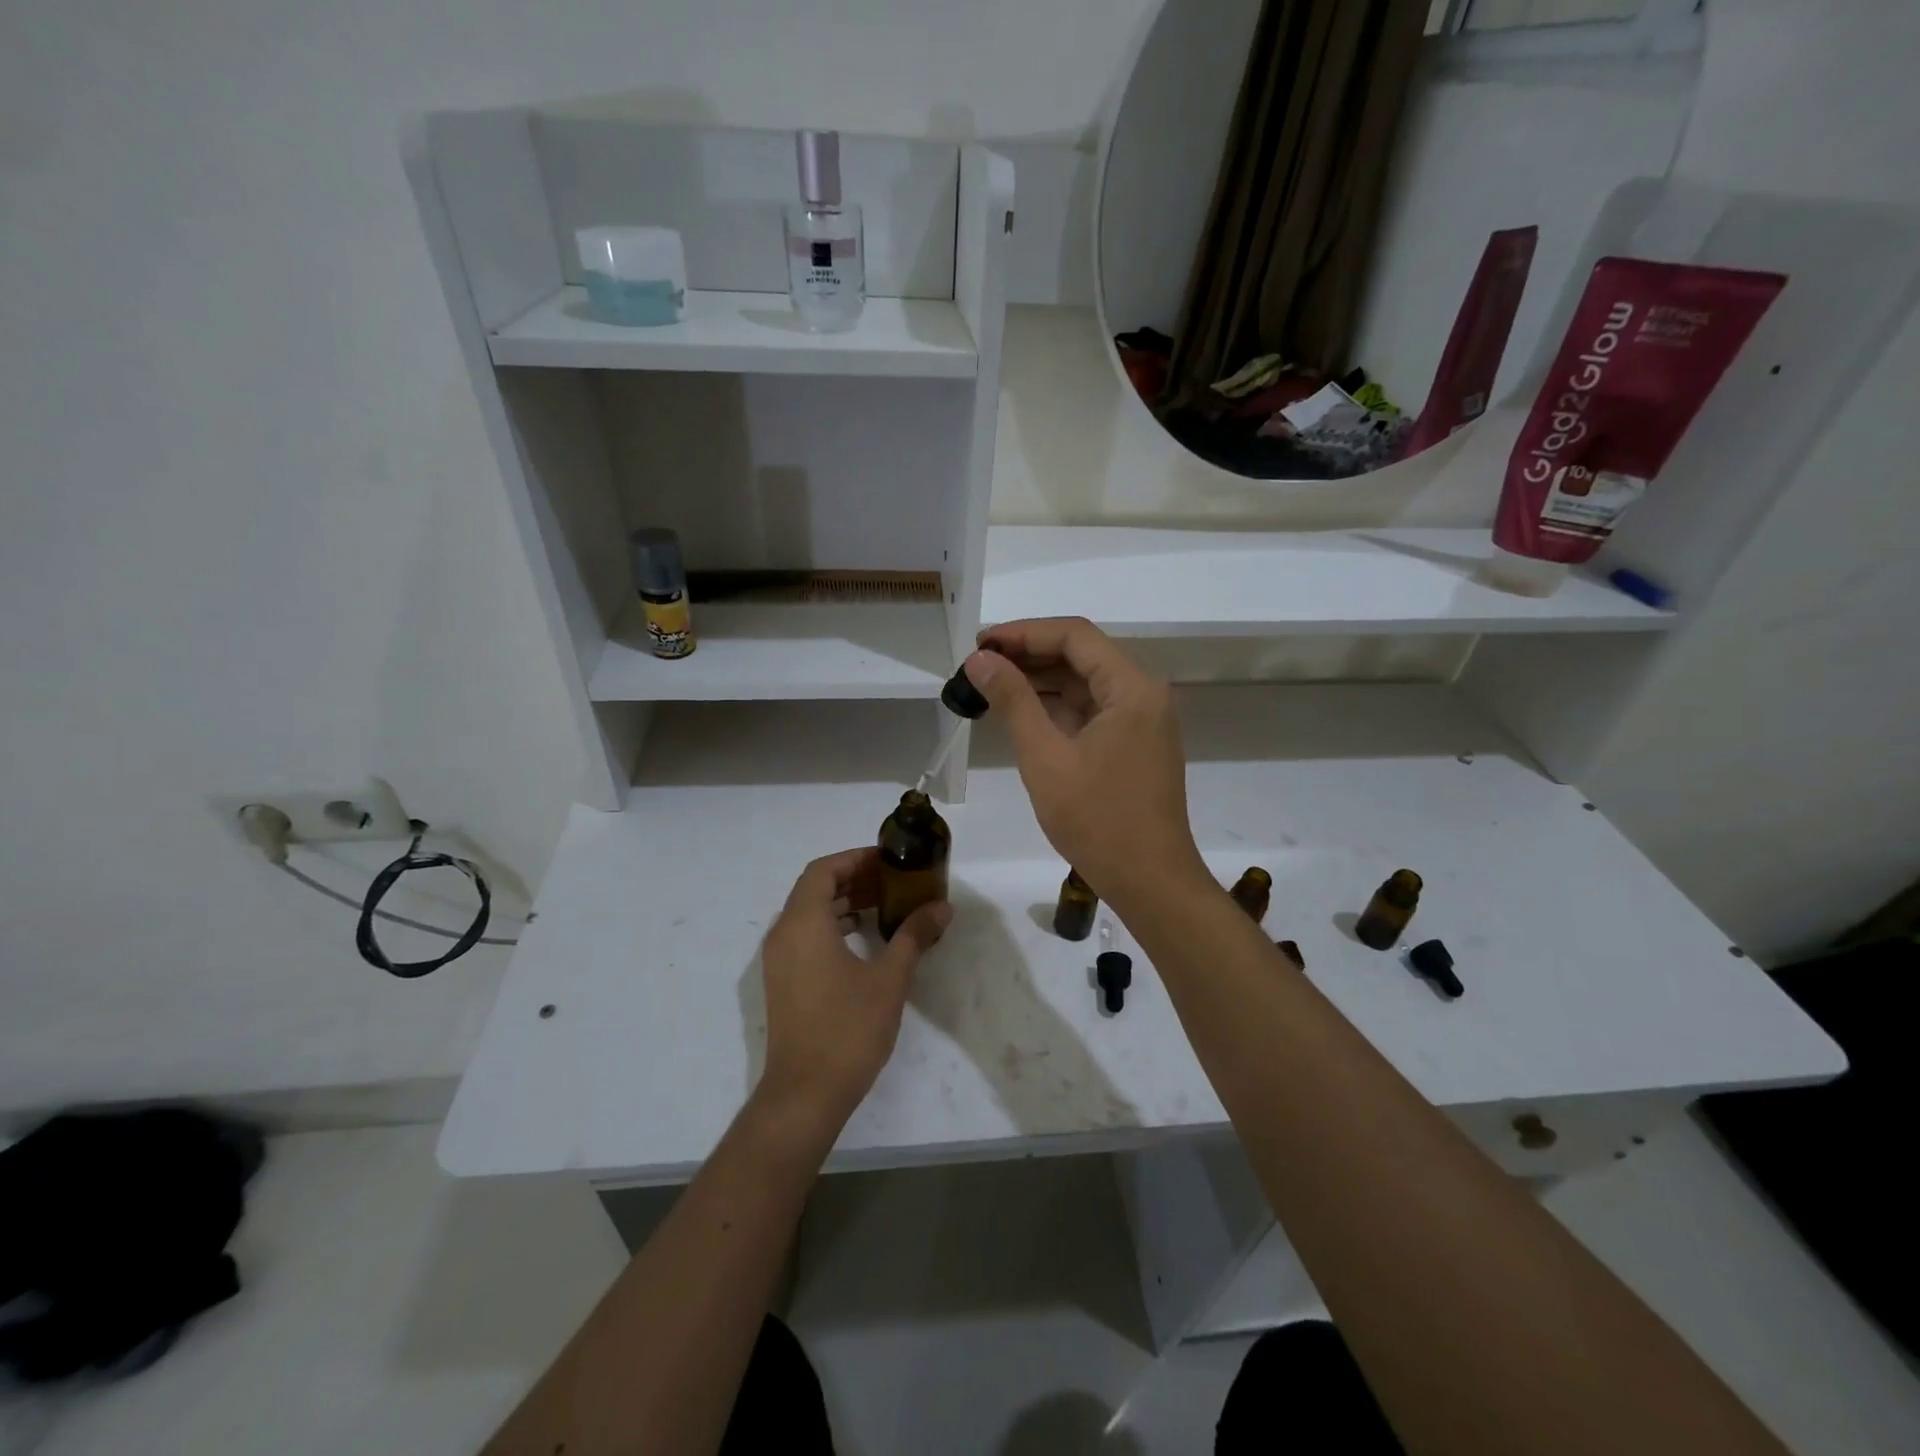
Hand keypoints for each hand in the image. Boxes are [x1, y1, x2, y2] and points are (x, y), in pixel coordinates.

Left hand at [756, 848, 950, 1134]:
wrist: (804, 1094)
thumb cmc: (847, 1029)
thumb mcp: (889, 978)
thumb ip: (914, 935)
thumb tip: (942, 907)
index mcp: (803, 923)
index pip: (824, 870)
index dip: (856, 859)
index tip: (890, 861)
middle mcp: (783, 934)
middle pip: (816, 888)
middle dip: (855, 879)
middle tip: (895, 882)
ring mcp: (779, 960)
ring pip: (810, 913)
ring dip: (845, 903)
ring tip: (887, 906)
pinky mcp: (783, 982)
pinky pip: (806, 936)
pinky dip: (834, 926)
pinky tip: (866, 940)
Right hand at [965, 617, 1207, 914]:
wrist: (1150, 882)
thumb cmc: (1098, 820)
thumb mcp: (1046, 757)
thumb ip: (1013, 701)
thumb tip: (980, 660)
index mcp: (1132, 688)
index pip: (1074, 636)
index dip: (1023, 633)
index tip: (979, 644)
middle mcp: (1143, 694)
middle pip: (1080, 655)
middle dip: (1028, 655)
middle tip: (977, 665)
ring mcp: (1141, 720)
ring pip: (1084, 683)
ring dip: (1039, 682)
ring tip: (989, 685)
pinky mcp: (1134, 744)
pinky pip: (1091, 711)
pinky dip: (1056, 708)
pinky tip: (1020, 712)